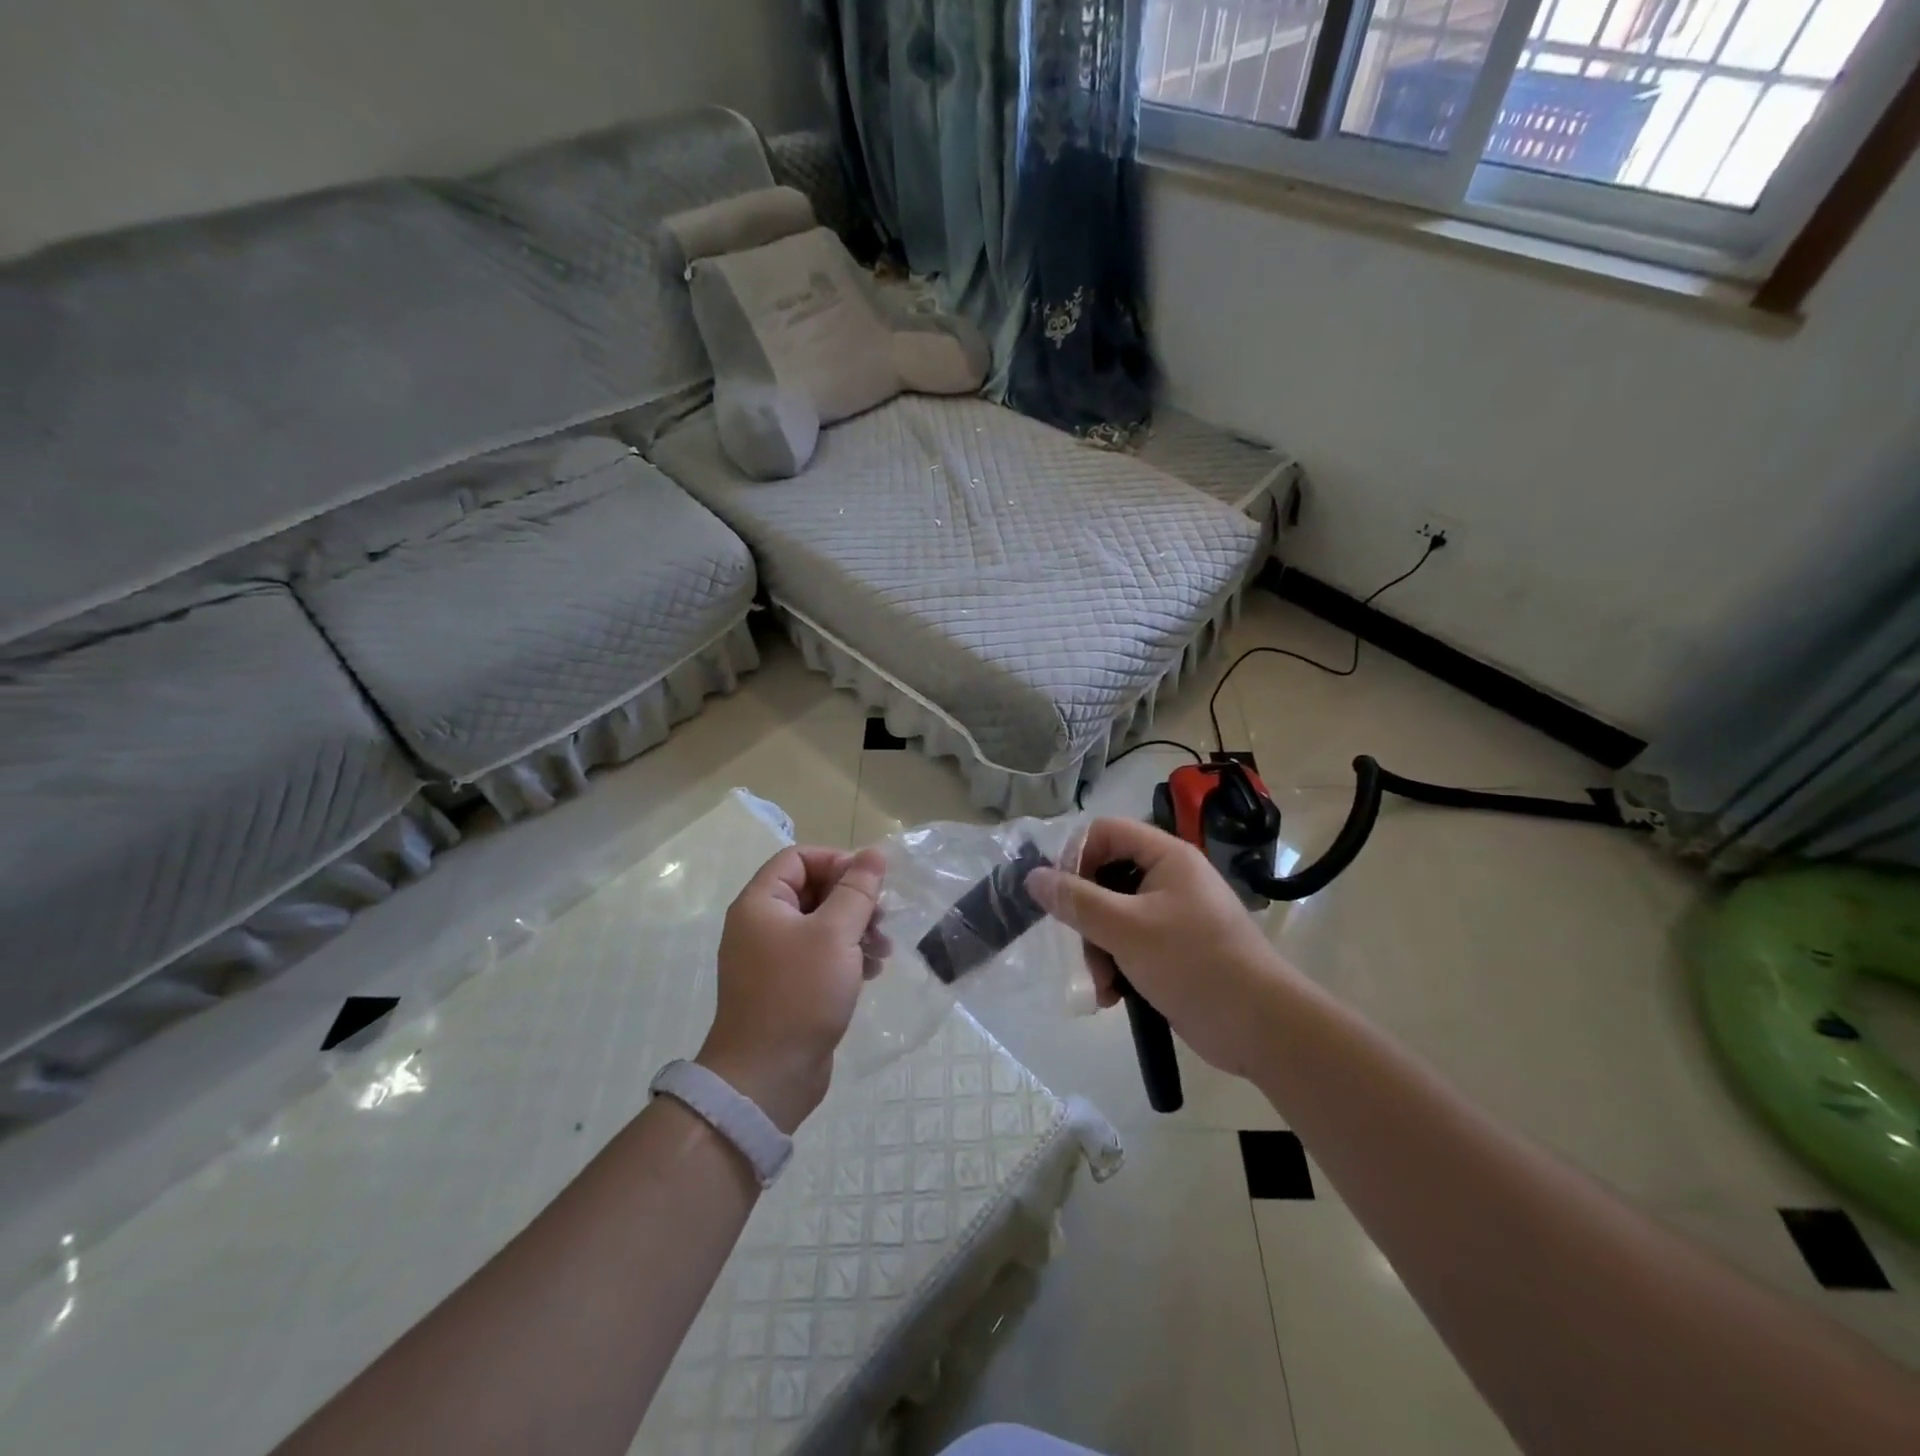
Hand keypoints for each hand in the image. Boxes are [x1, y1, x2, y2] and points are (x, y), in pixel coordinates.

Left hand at [698, 845, 885, 1132]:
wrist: (767, 1077)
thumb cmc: (799, 993)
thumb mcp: (835, 934)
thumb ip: (857, 890)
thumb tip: (874, 853)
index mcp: (760, 903)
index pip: (798, 858)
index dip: (836, 861)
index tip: (869, 882)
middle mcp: (761, 924)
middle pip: (812, 890)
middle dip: (852, 899)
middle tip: (882, 917)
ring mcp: (772, 958)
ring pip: (820, 924)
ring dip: (855, 929)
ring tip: (884, 949)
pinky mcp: (786, 986)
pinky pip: (819, 955)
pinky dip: (846, 956)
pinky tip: (870, 972)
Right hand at [1028, 818, 1298, 1077]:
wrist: (1261, 1027)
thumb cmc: (1194, 963)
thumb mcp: (1127, 929)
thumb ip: (1077, 901)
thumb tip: (1033, 876)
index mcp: (1166, 856)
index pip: (1106, 831)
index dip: (1076, 855)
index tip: (1058, 893)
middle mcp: (1169, 877)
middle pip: (1105, 876)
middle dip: (1086, 916)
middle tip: (1079, 946)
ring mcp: (1172, 915)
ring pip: (1113, 915)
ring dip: (1098, 949)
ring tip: (1102, 985)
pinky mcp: (1174, 949)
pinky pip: (1129, 944)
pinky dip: (1116, 966)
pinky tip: (1112, 996)